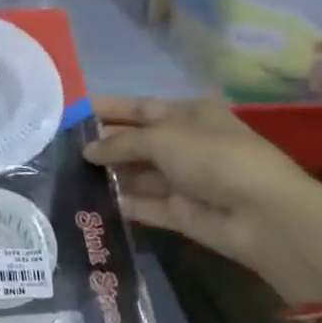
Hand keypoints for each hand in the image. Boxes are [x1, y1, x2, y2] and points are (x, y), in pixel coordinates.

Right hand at [82, 96, 321, 303]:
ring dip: (108, 174)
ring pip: (137, 174)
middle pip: (135, 141)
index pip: (139, 107)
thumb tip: (88, 150)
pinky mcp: (180, 212)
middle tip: (59, 149)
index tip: (71, 114)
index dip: (107, 109)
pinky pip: (144, 204)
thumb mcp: (162, 138)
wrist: (262, 215)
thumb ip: (120, 143)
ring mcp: (183, 179)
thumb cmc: (214, 158)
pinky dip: (121, 202)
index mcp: (187, 114)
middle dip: (103, 144)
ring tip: (65, 175)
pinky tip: (88, 202)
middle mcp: (184, 143)